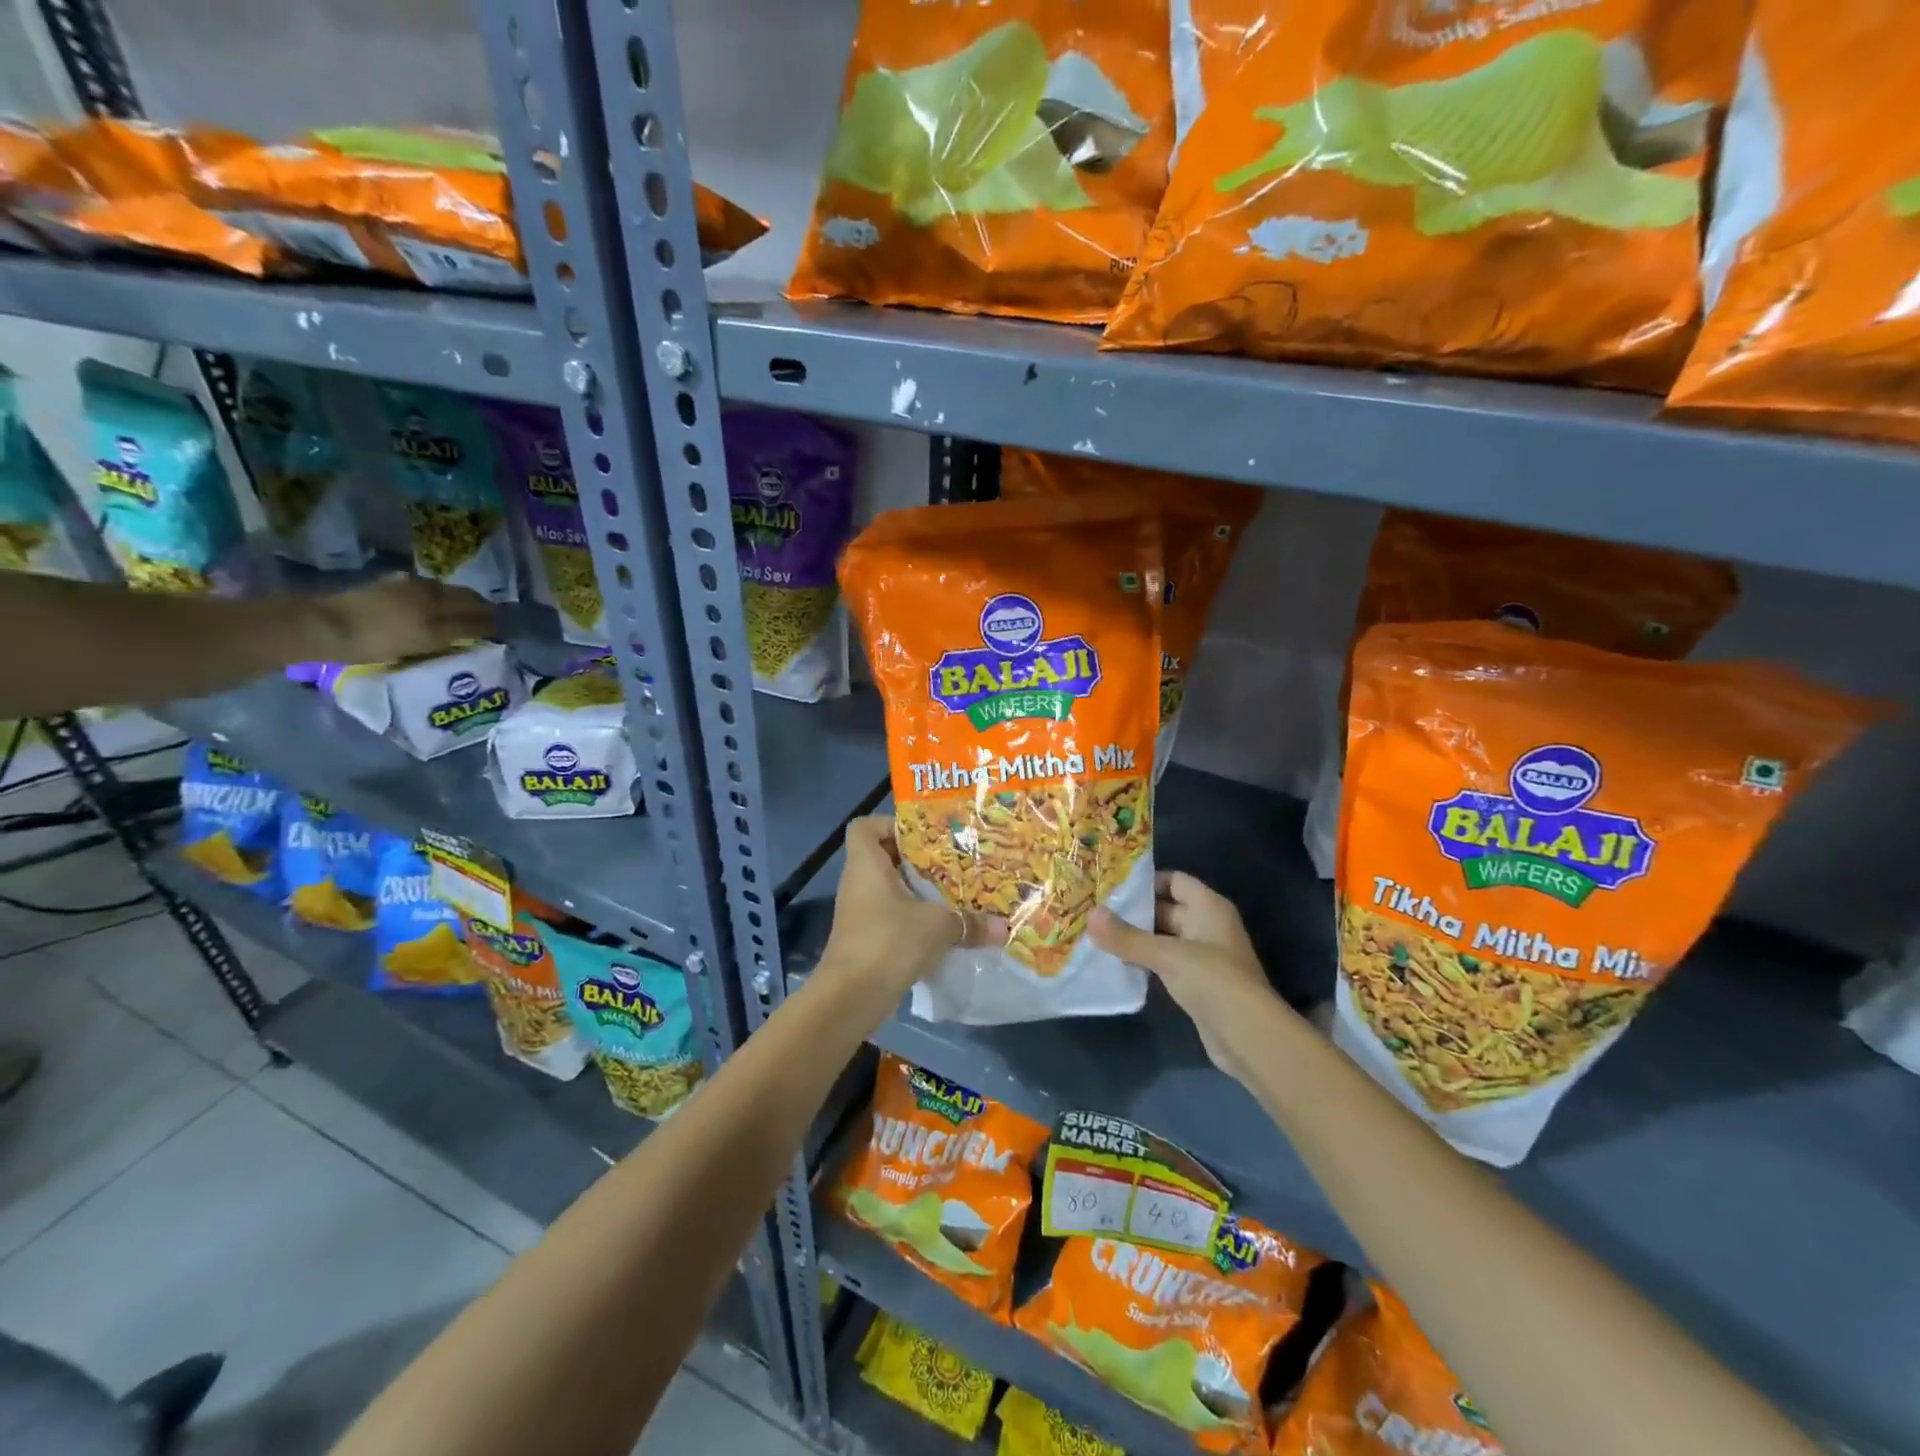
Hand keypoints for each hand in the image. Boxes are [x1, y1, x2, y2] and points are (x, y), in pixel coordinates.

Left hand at [308, 575, 497, 664]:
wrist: (322, 626)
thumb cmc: (380, 639)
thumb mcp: (428, 638)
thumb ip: (463, 629)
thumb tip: (492, 624)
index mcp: (439, 597)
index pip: (476, 605)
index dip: (492, 616)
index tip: (504, 627)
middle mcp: (424, 586)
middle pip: (460, 595)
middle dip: (477, 607)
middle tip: (488, 623)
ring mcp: (401, 585)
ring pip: (440, 592)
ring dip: (455, 603)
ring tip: (461, 618)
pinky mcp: (382, 589)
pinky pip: (420, 593)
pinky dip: (433, 602)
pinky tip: (428, 612)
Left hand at [817, 815, 1004, 1019]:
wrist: (851, 997)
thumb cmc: (889, 941)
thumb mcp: (938, 926)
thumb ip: (969, 922)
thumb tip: (1003, 927)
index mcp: (866, 864)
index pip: (865, 827)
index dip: (891, 824)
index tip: (924, 836)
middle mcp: (858, 883)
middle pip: (885, 857)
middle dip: (918, 860)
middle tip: (953, 863)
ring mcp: (859, 912)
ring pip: (890, 889)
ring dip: (918, 891)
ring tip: (954, 893)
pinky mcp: (865, 939)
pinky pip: (892, 916)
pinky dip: (913, 919)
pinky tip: (943, 928)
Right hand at [1089, 871, 1294, 1081]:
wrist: (1248, 1037)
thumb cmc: (1213, 980)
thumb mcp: (1166, 954)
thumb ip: (1126, 936)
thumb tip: (1090, 914)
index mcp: (1209, 907)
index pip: (1175, 880)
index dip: (1146, 881)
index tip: (1111, 886)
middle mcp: (1208, 926)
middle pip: (1167, 909)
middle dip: (1134, 912)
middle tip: (1096, 912)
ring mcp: (1204, 957)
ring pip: (1164, 938)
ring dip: (1137, 939)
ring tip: (1099, 936)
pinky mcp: (1198, 984)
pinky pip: (1166, 963)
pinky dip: (1145, 962)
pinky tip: (1117, 964)